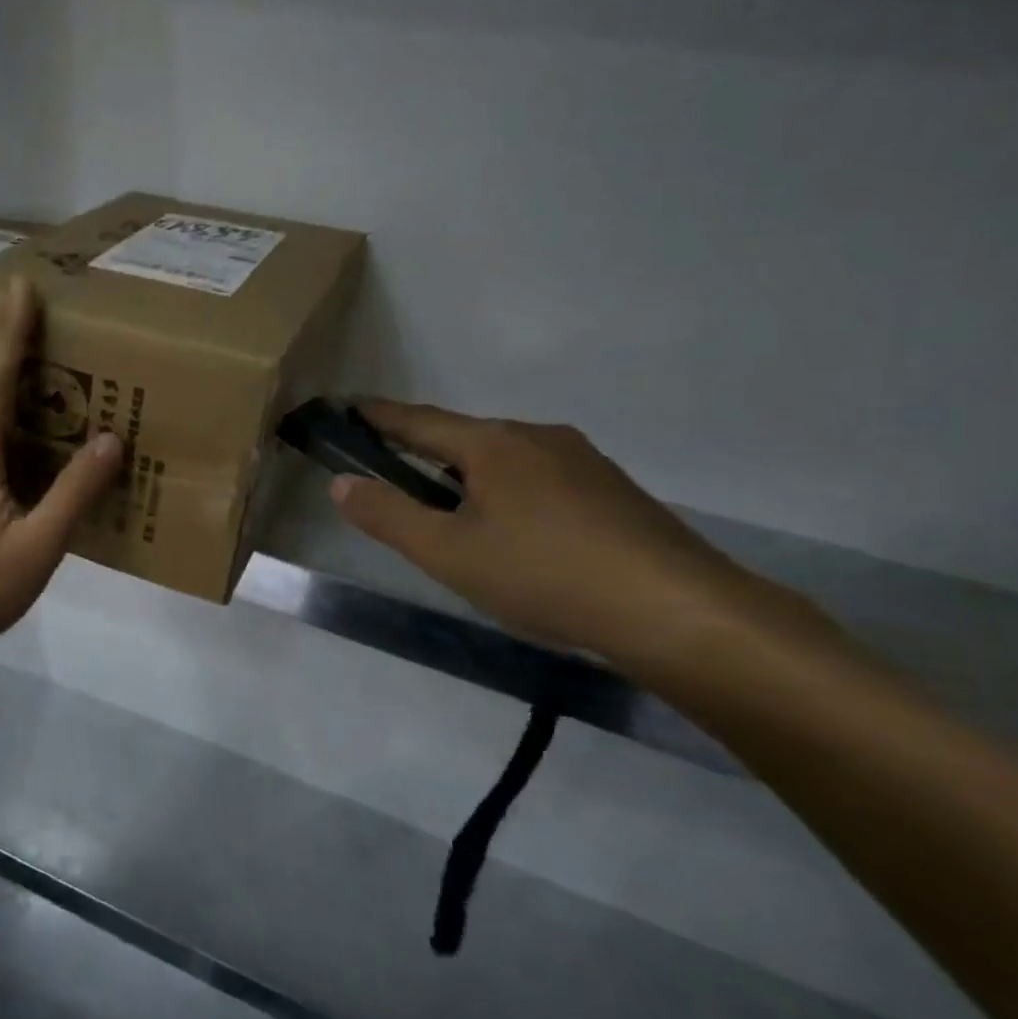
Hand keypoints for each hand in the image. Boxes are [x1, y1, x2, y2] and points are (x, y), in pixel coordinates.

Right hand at [330, 400, 799, 669]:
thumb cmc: (543, 575)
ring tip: (450, 512)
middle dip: (423, 450)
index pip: (418, 420)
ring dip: (467, 474)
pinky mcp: (611, 489)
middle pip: (462, 436)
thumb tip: (341, 483)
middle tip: (392, 474)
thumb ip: (388, 516)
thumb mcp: (447, 552)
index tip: (347, 408)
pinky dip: (507, 491)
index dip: (378, 416)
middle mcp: (536, 437)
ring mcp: (581, 460)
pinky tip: (514, 532)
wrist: (676, 610)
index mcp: (492, 443)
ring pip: (504, 458)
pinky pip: (539, 478)